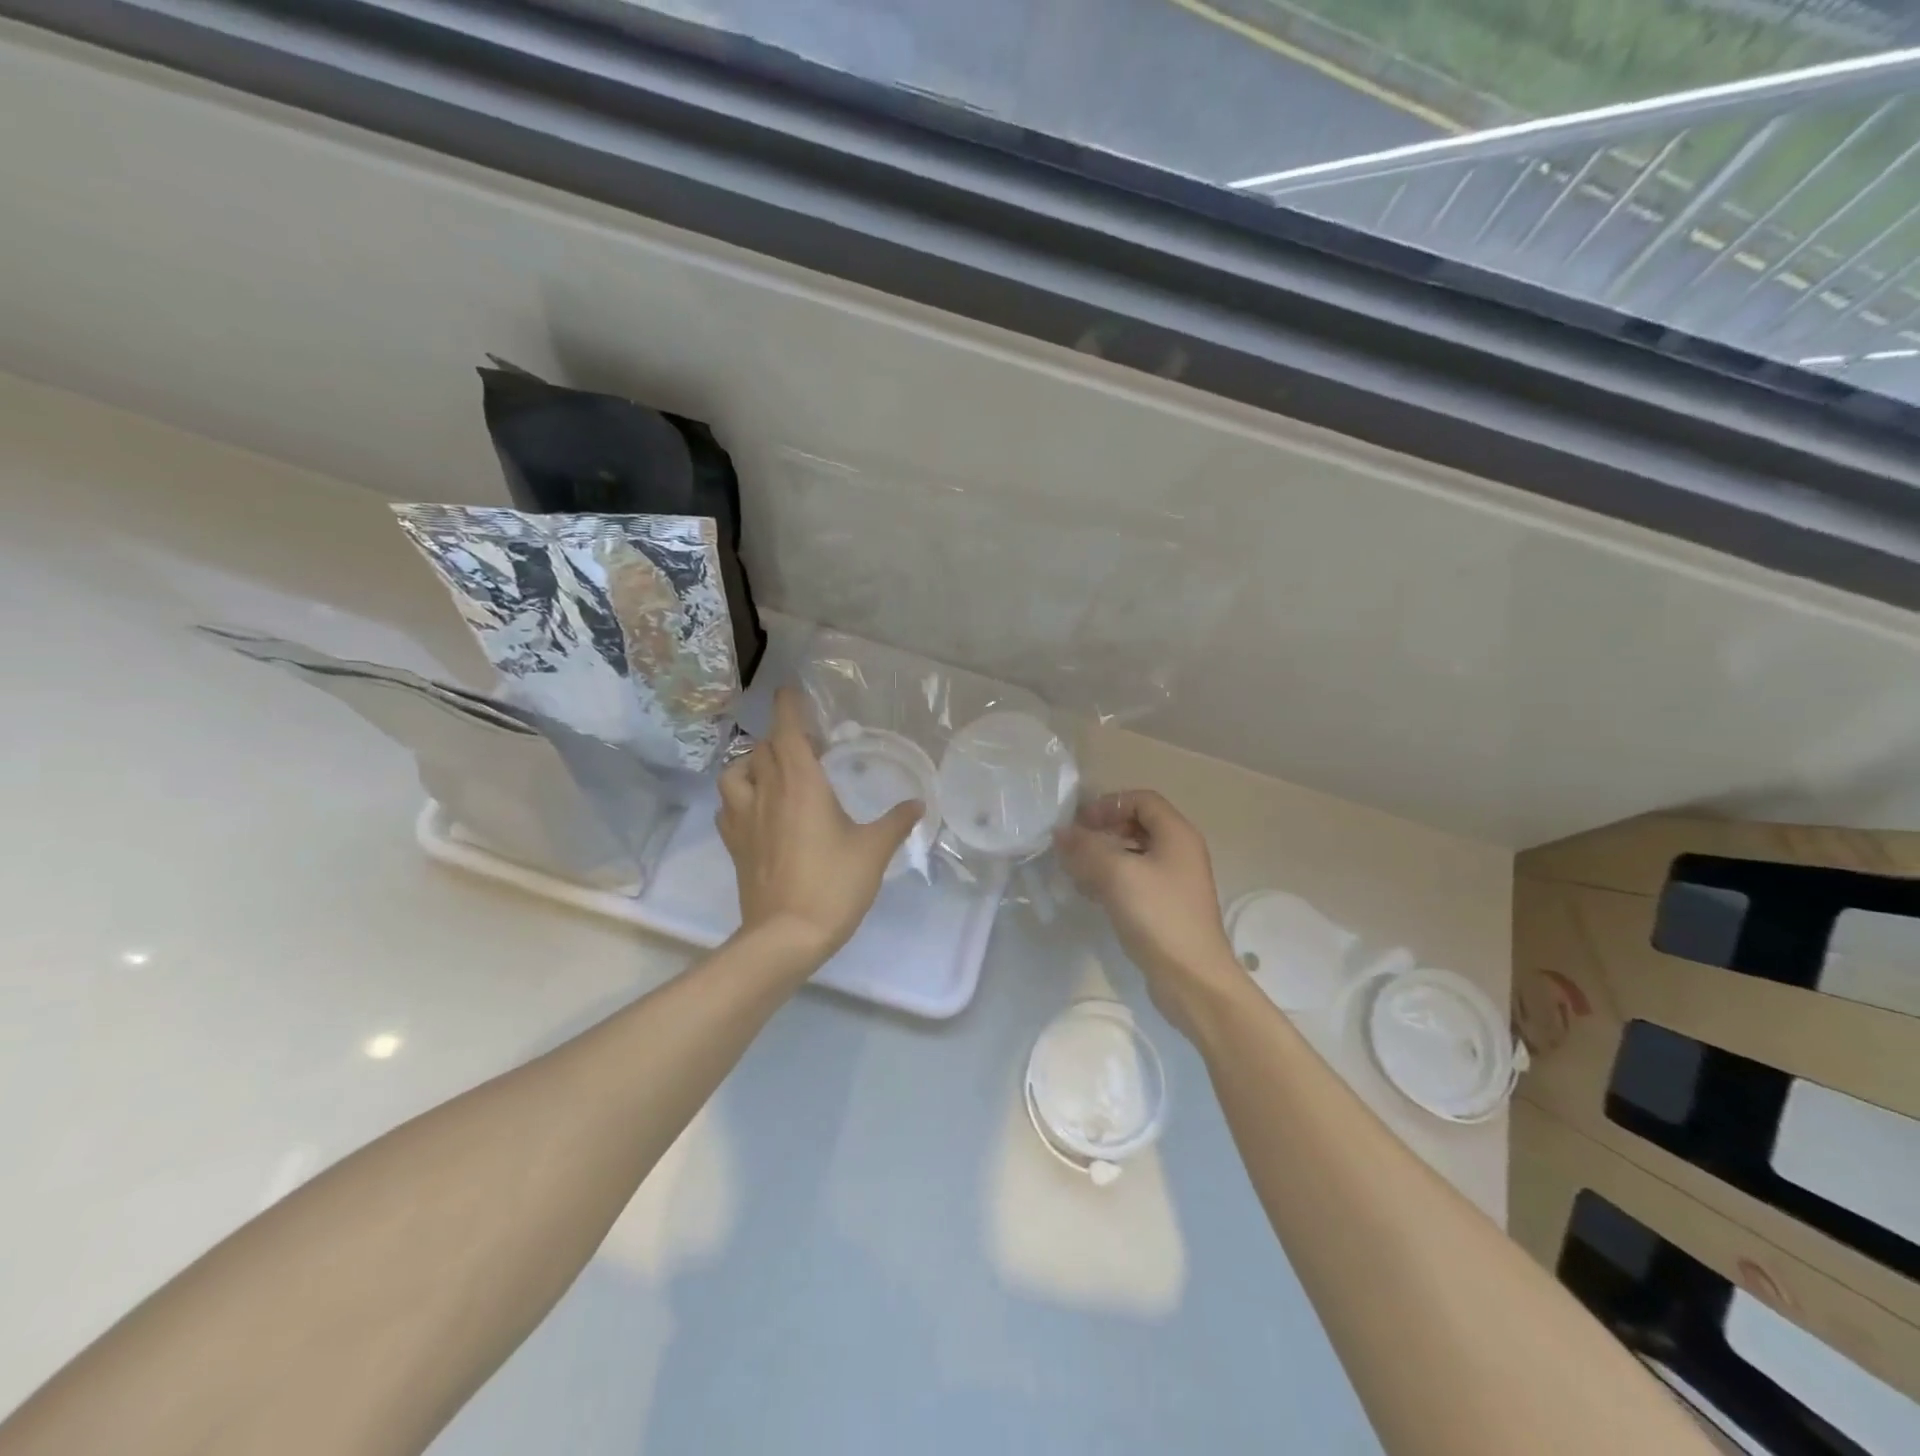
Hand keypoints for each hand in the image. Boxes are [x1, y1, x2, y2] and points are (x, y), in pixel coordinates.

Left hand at [717, 688, 921, 970]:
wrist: (786, 935)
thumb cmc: (834, 884)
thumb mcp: (873, 850)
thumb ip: (896, 822)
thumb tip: (918, 804)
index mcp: (801, 784)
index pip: (787, 731)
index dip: (788, 707)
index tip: (791, 691)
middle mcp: (767, 792)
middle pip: (763, 747)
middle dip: (781, 736)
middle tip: (806, 743)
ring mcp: (744, 818)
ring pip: (735, 772)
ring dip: (752, 762)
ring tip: (773, 771)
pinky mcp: (735, 844)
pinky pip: (728, 806)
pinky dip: (740, 796)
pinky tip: (757, 809)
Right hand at [1055, 791, 1242, 1034]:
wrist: (1192, 979)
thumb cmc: (1158, 916)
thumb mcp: (1116, 874)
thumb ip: (1086, 848)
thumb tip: (1061, 832)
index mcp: (1177, 835)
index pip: (1142, 800)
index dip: (1109, 804)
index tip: (1080, 823)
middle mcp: (1180, 852)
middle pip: (1138, 825)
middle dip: (1103, 831)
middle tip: (1074, 846)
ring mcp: (1175, 882)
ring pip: (1134, 855)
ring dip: (1104, 857)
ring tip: (1076, 872)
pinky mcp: (1167, 907)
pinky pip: (1136, 881)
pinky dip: (1112, 880)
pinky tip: (1091, 895)